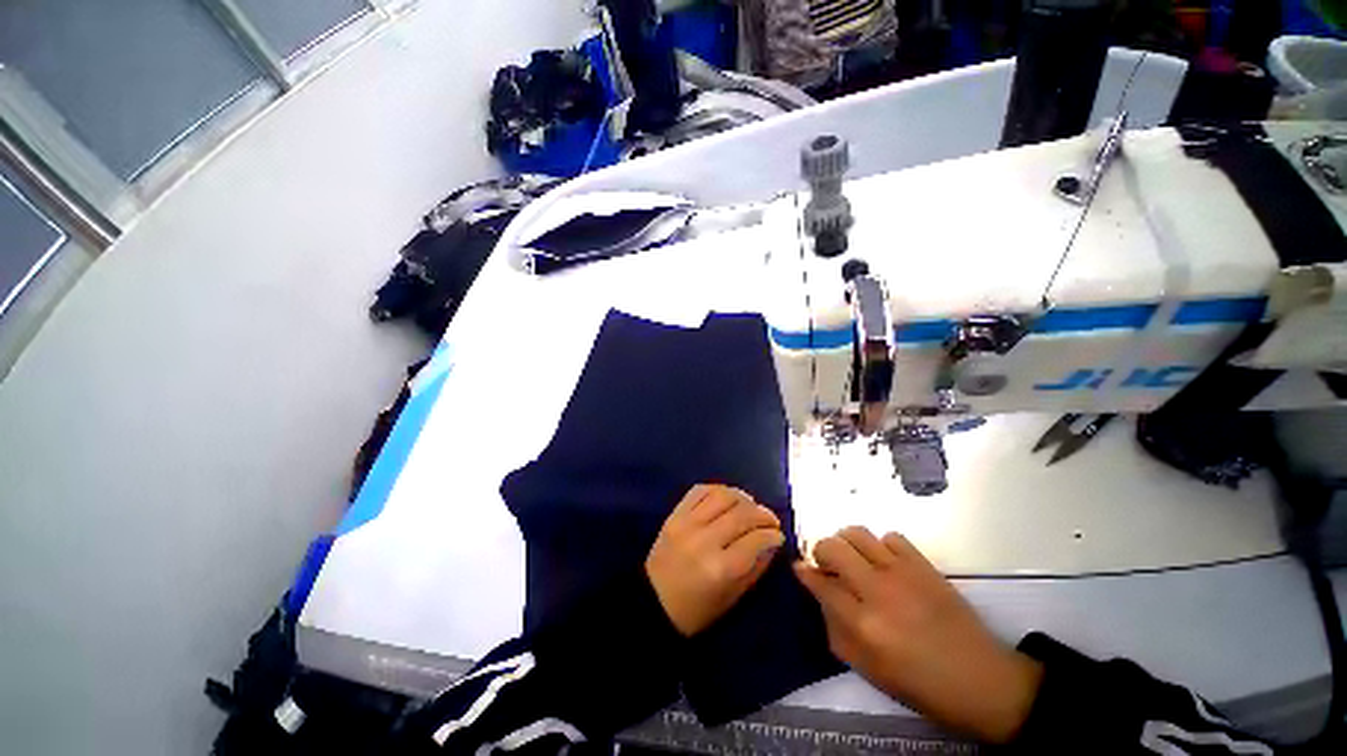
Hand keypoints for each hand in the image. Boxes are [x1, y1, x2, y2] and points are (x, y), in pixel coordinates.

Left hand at [646, 484, 785, 636]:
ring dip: (743, 498)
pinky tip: (727, 498)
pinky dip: (718, 490)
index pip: (755, 540)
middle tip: (770, 520)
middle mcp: (704, 540)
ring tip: (751, 506)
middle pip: (742, 514)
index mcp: (720, 569)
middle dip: (763, 514)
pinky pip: (700, 490)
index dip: (772, 535)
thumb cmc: (695, 610)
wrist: (652, 601)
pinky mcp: (674, 514)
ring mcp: (687, 523)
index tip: (778, 535)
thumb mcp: (732, 598)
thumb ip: (755, 567)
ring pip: (723, 496)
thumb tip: (773, 542)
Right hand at [794, 527, 1042, 743]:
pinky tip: (886, 564)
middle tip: (828, 566)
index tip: (800, 569)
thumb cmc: (921, 685)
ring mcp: (902, 573)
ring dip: (847, 542)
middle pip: (832, 547)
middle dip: (821, 551)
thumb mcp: (869, 671)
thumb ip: (836, 631)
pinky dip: (880, 546)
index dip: (804, 573)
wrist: (983, 681)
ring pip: (857, 533)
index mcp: (863, 625)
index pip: (819, 583)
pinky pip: (890, 537)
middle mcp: (877, 591)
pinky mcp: (924, 565)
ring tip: (854, 560)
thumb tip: (820, 596)